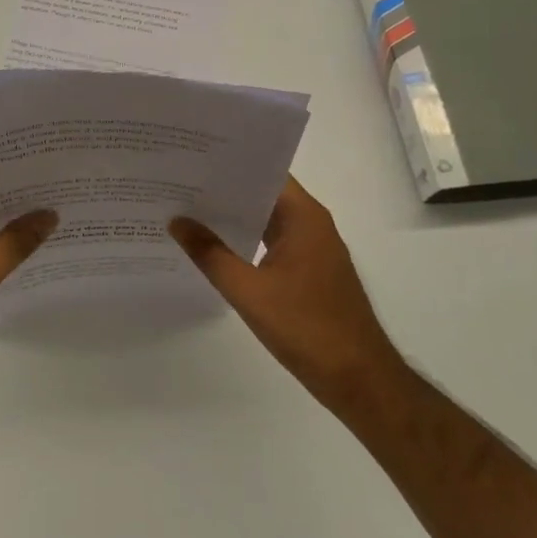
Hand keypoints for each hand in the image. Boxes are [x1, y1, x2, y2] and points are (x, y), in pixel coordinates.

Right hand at [170, 177, 404, 412]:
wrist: (359, 379)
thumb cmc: (306, 328)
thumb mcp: (248, 291)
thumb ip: (210, 254)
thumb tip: (177, 221)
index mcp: (303, 216)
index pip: (264, 171)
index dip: (230, 163)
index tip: (192, 158)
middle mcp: (311, 223)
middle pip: (263, 193)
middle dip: (224, 189)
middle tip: (178, 182)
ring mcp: (313, 248)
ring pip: (267, 219)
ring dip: (234, 216)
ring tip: (188, 210)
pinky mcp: (310, 271)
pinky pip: (272, 242)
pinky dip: (246, 240)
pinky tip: (214, 248)